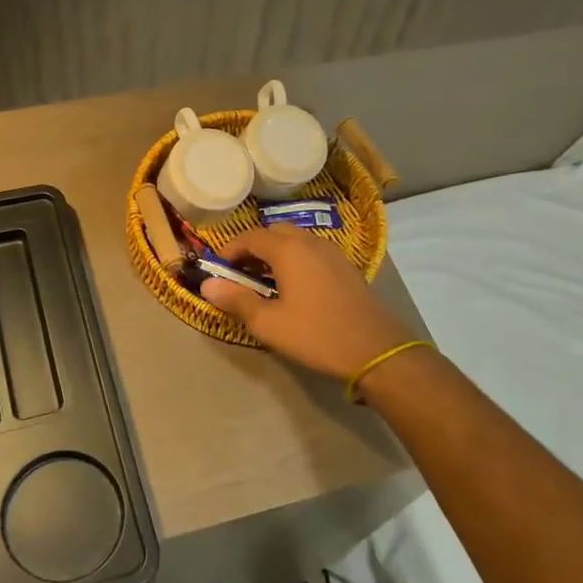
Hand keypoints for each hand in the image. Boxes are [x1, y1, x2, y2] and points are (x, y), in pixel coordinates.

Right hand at [202, 225, 415, 381]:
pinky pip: (313, 252)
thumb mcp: (269, 323)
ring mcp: (332, 252)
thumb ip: (236, 300)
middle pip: (274, 233)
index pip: (250, 237)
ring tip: (265, 280)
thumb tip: (207, 285)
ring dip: (276, 252)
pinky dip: (296, 259)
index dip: (230, 250)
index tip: (218, 269)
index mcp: (288, 250)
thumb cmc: (316, 335)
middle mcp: (310, 242)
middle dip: (253, 248)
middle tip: (241, 273)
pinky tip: (295, 286)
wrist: (375, 350)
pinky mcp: (347, 267)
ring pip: (296, 240)